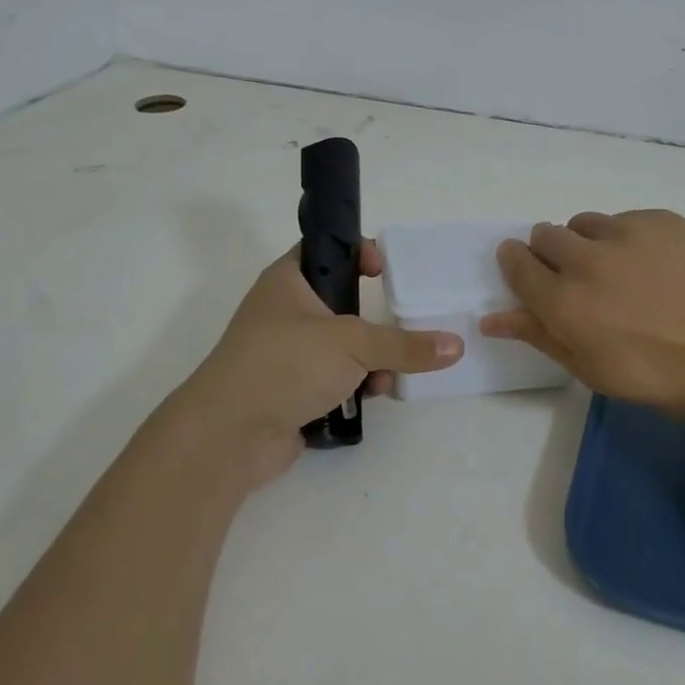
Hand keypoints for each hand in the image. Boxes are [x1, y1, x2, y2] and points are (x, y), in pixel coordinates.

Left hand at [177, 240, 463, 488]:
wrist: (228, 435)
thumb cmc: (285, 363)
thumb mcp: (352, 343)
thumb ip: (405, 345)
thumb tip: (456, 346)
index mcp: (288, 281)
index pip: (326, 250)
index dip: (358, 253)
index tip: (385, 271)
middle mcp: (285, 313)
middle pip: (341, 304)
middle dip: (374, 321)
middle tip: (403, 329)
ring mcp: (287, 354)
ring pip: (342, 346)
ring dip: (370, 359)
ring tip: (387, 375)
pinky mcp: (293, 390)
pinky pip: (335, 379)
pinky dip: (355, 385)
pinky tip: (372, 396)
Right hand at [481, 210, 684, 425]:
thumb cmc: (668, 378)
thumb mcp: (595, 371)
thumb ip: (540, 336)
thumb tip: (492, 318)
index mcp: (563, 303)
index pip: (516, 265)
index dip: (516, 264)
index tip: (527, 271)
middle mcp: (585, 259)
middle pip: (544, 235)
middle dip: (550, 253)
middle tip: (581, 281)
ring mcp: (625, 232)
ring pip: (583, 223)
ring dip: (587, 242)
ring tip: (621, 272)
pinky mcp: (660, 218)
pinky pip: (623, 219)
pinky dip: (626, 237)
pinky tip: (657, 265)